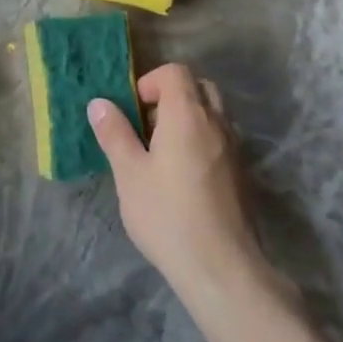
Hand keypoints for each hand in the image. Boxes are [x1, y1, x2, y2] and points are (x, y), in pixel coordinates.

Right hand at [88, 64, 278, 308]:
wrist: (223, 269)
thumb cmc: (168, 216)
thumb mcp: (129, 174)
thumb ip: (114, 134)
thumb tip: (99, 103)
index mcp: (187, 114)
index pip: (175, 72)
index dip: (151, 82)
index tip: (134, 110)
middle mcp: (216, 122)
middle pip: (199, 87)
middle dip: (172, 96)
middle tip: (148, 127)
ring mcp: (235, 148)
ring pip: (213, 114)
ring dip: (189, 119)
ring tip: (164, 153)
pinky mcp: (243, 174)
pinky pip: (221, 139)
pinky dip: (203, 141)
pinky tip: (184, 177)